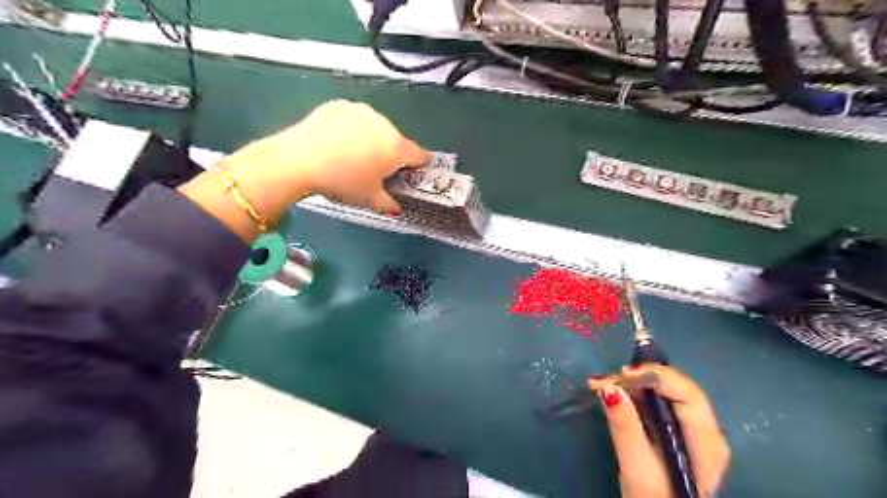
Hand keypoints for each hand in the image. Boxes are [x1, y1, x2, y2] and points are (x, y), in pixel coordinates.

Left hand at [180, 99, 431, 241]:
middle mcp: (384, 124)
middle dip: (390, 153)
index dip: (419, 164)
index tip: (414, 170)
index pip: (419, 154)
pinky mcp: (340, 105)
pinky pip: (354, 119)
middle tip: (375, 169)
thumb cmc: (342, 182)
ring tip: (352, 155)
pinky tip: (337, 142)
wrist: (300, 160)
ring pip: (375, 128)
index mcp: (396, 147)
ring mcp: (361, 111)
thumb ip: (389, 203)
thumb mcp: (369, 199)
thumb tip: (395, 208)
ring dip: (371, 139)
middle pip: (396, 140)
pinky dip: (352, 129)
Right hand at [586, 367, 727, 497]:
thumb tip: (609, 387)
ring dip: (633, 385)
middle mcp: (707, 431)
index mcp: (706, 440)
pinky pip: (660, 403)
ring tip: (602, 385)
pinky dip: (636, 396)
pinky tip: (615, 395)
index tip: (620, 374)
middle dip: (639, 378)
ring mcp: (695, 432)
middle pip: (676, 388)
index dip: (654, 376)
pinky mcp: (680, 434)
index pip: (686, 392)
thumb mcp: (636, 467)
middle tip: (604, 380)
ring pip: (666, 393)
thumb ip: (625, 427)